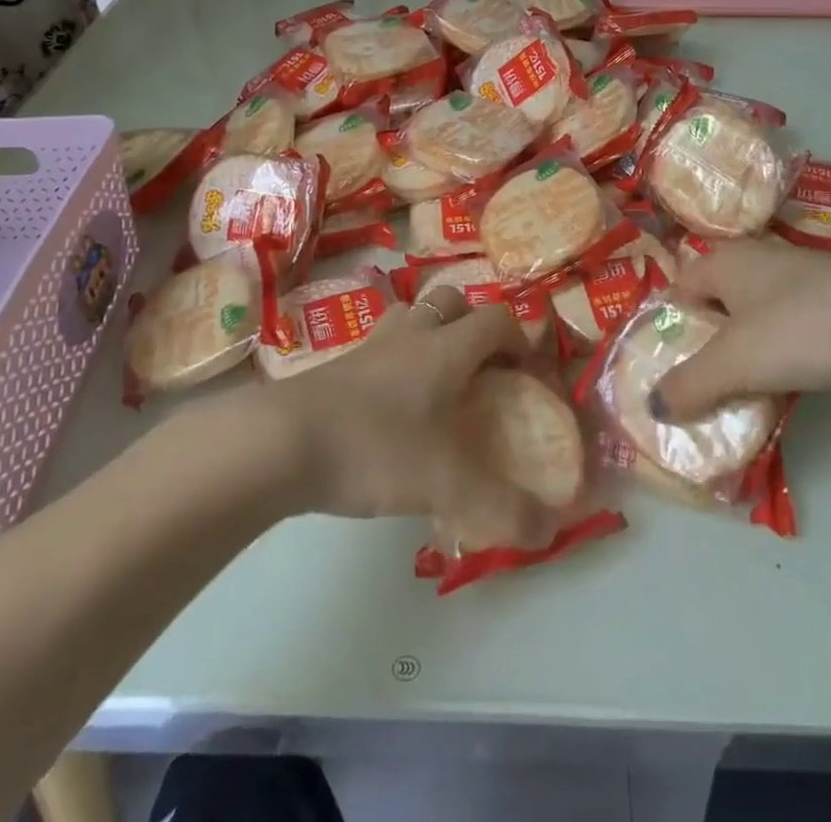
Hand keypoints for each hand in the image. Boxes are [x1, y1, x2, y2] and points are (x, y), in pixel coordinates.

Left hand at [272, 289, 549, 543]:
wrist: (281, 441)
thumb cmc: (374, 448)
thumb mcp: (446, 485)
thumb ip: (502, 509)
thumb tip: (549, 530)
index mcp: (446, 349)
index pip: (495, 319)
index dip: (518, 337)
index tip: (524, 371)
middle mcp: (411, 334)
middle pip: (451, 301)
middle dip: (472, 324)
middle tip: (480, 368)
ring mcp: (370, 346)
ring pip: (410, 316)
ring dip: (429, 334)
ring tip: (435, 379)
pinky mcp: (337, 365)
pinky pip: (378, 346)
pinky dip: (393, 360)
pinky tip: (389, 404)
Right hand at [650, 239, 830, 420]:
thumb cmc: (804, 328)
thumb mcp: (734, 361)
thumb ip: (689, 385)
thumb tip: (652, 407)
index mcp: (723, 262)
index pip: (676, 293)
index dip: (665, 332)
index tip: (662, 375)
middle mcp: (754, 264)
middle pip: (712, 311)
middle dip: (703, 354)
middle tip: (694, 397)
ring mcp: (795, 285)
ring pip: (750, 327)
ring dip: (741, 364)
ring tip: (733, 405)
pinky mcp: (828, 308)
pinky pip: (785, 337)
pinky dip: (776, 364)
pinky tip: (780, 394)